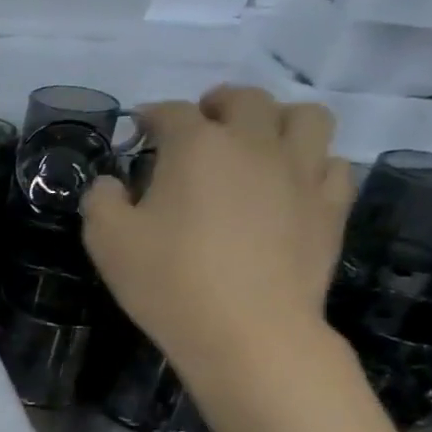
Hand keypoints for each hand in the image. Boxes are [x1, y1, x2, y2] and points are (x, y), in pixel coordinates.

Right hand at [82, 85, 354, 388]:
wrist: (248, 331)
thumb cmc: (168, 281)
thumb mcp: (106, 240)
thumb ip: (100, 200)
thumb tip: (111, 184)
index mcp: (195, 146)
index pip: (171, 112)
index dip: (151, 116)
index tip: (139, 130)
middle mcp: (253, 144)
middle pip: (244, 100)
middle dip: (217, 104)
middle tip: (200, 125)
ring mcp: (300, 171)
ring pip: (304, 117)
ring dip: (276, 119)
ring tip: (257, 142)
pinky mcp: (331, 205)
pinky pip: (331, 163)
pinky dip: (309, 161)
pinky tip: (289, 183)